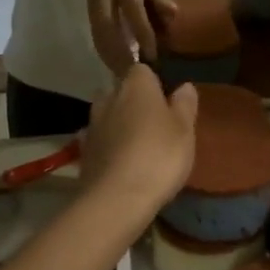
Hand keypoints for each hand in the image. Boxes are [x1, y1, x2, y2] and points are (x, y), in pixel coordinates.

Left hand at [79, 66, 198, 214]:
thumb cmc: (159, 156)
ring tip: (139, 145)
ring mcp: (92, 125)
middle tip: (155, 123)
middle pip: (122, 91)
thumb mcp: (185, 130)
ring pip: (109, 115)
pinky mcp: (84, 152)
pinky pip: (101, 140)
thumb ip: (185, 105)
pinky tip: (122, 163)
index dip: (154, 82)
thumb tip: (184, 86)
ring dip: (120, 124)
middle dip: (134, 101)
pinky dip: (110, 146)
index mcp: (136, 85)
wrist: (116, 200)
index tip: (167, 99)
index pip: (142, 69)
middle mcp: (109, 97)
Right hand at [81, 0, 174, 73]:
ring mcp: (93, 5)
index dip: (141, 30)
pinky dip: (106, 56)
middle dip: (120, 53)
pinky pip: (97, 38)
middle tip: (135, 75)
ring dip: (111, 59)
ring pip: (98, 36)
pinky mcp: (88, 16)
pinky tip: (117, 71)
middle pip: (107, 26)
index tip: (152, 54)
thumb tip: (173, 16)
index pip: (132, 7)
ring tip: (127, 79)